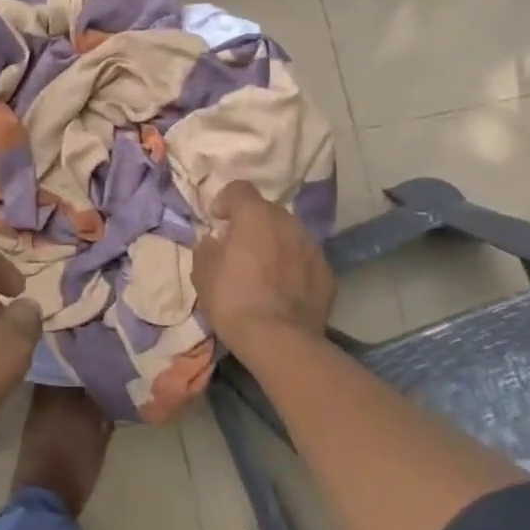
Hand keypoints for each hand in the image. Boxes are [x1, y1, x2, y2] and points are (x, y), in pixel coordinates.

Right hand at [193, 180, 335, 357]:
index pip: (240, 189)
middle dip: (253, 223)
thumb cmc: (233, 300)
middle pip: (267, 211)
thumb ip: (206, 248)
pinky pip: (305, 260)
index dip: (226, 200)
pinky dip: (294, 266)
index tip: (218, 220)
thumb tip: (214, 241)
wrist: (279, 341)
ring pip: (290, 234)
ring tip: (264, 270)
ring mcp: (312, 247)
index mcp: (255, 215)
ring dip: (275, 243)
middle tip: (240, 248)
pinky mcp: (328, 274)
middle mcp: (288, 222)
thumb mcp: (202, 273)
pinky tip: (284, 289)